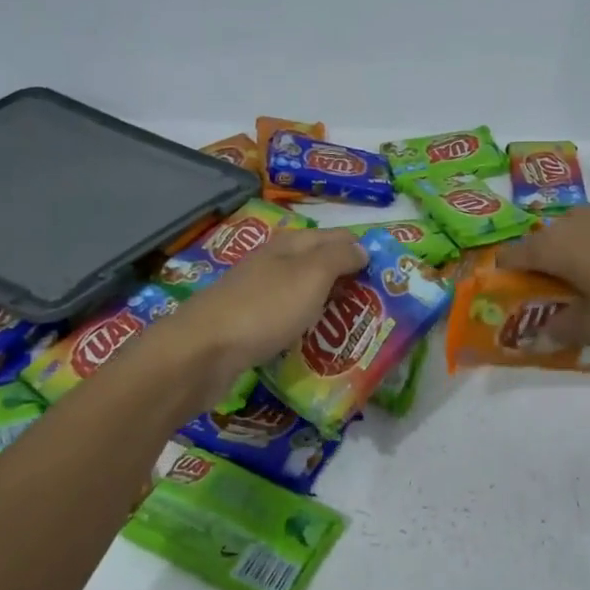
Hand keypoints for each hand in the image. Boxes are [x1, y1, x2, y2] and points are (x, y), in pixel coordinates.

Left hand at [158, 229, 367, 408]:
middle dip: (348, 282)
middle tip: (376, 309)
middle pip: (320, 266)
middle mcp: (273, 264)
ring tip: (353, 331)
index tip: (388, 278)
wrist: (202, 352)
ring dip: (327, 308)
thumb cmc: (264, 309)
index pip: (337, 237)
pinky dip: (305, 328)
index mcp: (289, 245)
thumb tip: (362, 248)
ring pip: (303, 295)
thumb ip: (339, 258)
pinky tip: (315, 346)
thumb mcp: (310, 276)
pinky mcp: (247, 325)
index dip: (362, 252)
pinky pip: (286, 321)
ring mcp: (257, 295)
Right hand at [497, 205, 589, 346]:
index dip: (505, 277)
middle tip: (555, 301)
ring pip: (572, 235)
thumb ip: (562, 329)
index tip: (514, 299)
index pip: (510, 255)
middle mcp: (571, 221)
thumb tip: (540, 333)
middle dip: (541, 270)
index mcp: (553, 246)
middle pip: (541, 243)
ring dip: (572, 258)